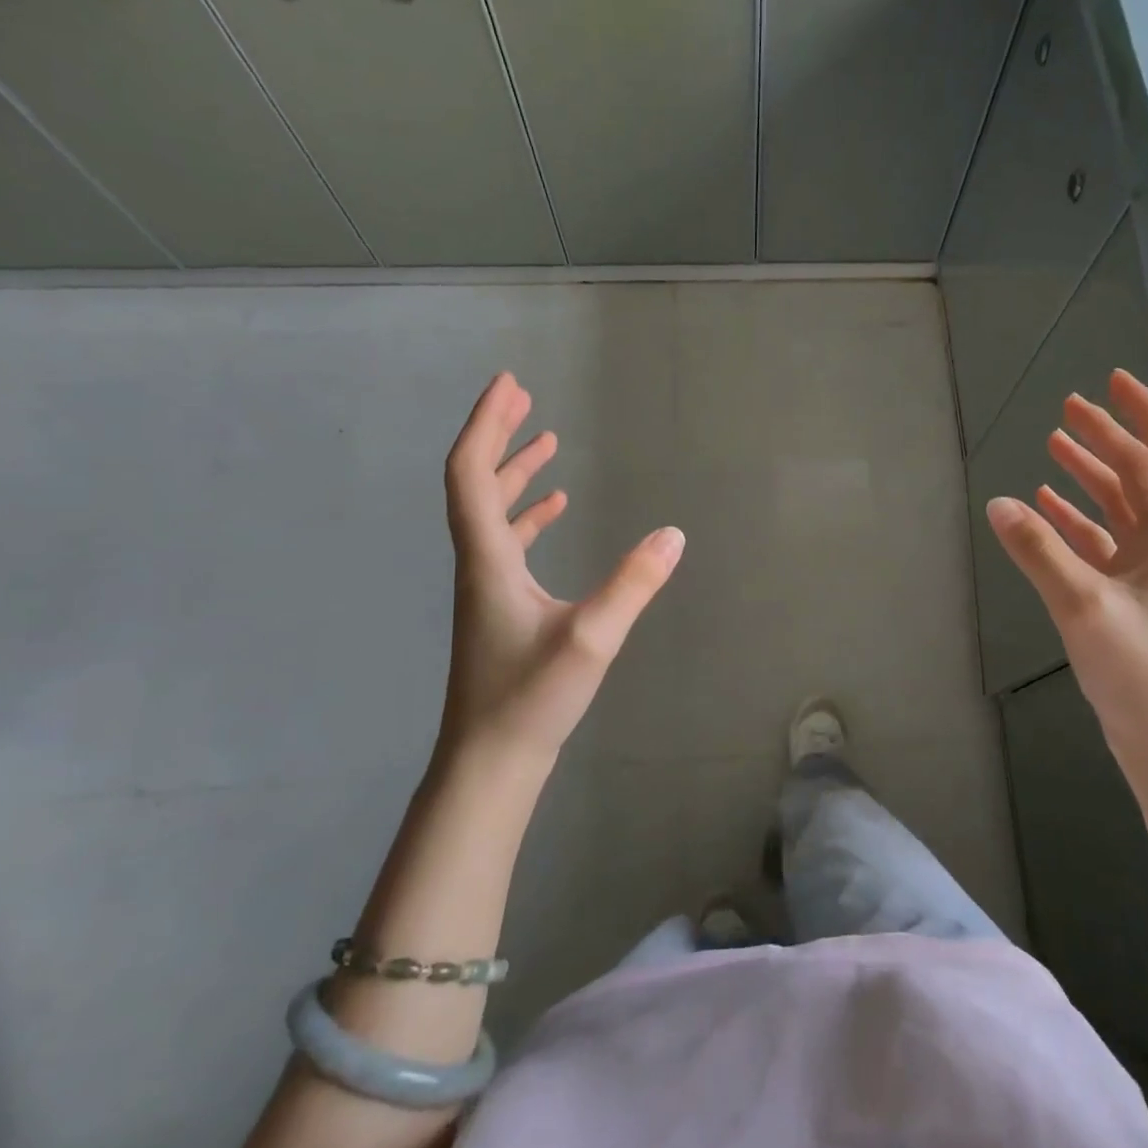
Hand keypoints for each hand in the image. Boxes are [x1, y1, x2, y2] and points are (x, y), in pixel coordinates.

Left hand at [434, 372, 683, 763]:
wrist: (490, 762)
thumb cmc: (531, 699)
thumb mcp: (592, 639)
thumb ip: (634, 584)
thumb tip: (674, 534)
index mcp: (488, 559)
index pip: (473, 474)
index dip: (487, 425)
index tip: (509, 384)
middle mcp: (479, 564)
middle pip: (476, 484)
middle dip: (499, 436)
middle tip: (524, 398)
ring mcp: (487, 588)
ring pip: (492, 514)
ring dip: (514, 474)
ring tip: (546, 444)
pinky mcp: (500, 609)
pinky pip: (508, 543)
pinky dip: (527, 516)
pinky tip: (553, 511)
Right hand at [986, 369, 1147, 769]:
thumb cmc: (1142, 672)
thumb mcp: (1085, 606)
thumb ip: (1040, 551)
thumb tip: (998, 502)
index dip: (1144, 413)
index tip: (1110, 382)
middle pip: (1142, 473)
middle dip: (1108, 437)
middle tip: (1068, 409)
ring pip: (1120, 506)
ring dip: (1090, 474)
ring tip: (1053, 445)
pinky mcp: (1127, 597)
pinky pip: (1100, 542)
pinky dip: (1075, 519)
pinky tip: (1045, 507)